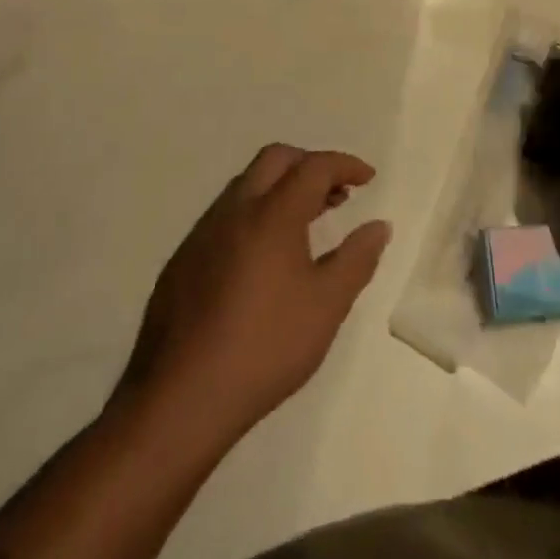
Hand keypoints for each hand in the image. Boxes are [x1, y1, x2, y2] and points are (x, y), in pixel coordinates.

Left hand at [120, 145, 390, 442]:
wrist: (180, 398)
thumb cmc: (265, 346)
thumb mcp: (326, 306)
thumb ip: (357, 259)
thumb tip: (379, 226)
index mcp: (272, 213)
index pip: (314, 166)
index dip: (345, 165)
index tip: (368, 178)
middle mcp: (234, 209)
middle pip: (275, 160)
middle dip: (310, 165)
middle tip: (337, 193)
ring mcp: (203, 232)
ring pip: (247, 185)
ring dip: (281, 188)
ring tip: (307, 223)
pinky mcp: (183, 259)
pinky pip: (226, 215)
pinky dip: (255, 213)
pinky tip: (264, 257)